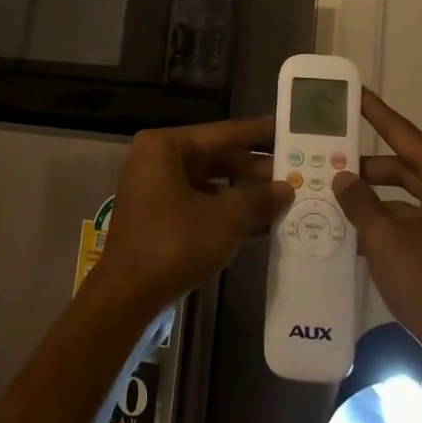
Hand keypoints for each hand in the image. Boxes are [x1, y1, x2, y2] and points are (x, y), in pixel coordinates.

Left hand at [89, 117, 292, 320]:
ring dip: (243, 193)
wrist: (128, 295)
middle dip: (254, 169)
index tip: (286, 127)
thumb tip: (287, 188)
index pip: (222, 133)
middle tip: (294, 170)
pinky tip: (261, 223)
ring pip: (209, 183)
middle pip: (215, 158)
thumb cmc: (175, 243)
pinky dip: (226, 212)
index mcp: (165, 147)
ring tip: (284, 197)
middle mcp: (156, 161)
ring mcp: (155, 190)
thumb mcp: (225, 219)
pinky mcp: (158, 217)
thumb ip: (258, 199)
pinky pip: (199, 204)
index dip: (257, 132)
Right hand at [331, 91, 421, 380]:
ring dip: (371, 200)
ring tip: (329, 197)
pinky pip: (410, 226)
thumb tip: (343, 178)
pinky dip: (383, 227)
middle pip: (403, 167)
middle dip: (366, 166)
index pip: (404, 133)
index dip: (376, 112)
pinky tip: (350, 236)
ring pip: (404, 199)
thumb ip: (360, 203)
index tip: (353, 93)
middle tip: (326, 159)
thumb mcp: (386, 239)